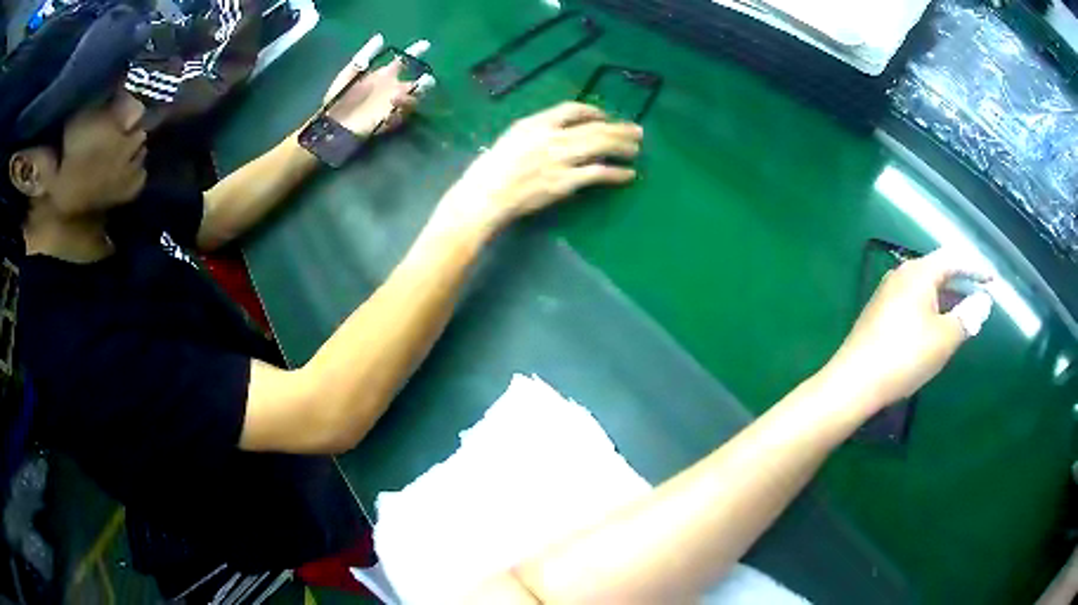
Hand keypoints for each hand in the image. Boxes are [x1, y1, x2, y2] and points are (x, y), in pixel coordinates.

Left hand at [322, 40, 431, 137]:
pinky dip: (401, 109)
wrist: (331, 124)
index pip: (404, 61)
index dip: (415, 52)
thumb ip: (364, 56)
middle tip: (426, 79)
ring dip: (411, 96)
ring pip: (413, 99)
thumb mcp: (348, 74)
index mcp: (383, 75)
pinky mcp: (388, 121)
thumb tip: (380, 37)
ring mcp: (391, 105)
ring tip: (398, 96)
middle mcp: (391, 89)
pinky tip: (393, 105)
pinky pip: (402, 115)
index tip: (425, 45)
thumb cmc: (337, 98)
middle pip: (415, 83)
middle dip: (425, 82)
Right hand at [441, 102, 642, 228]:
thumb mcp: (511, 139)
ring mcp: (559, 159)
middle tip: (636, 131)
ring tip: (636, 149)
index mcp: (535, 123)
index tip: (605, 118)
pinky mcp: (565, 182)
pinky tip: (628, 174)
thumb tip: (562, 133)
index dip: (594, 112)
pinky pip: (598, 174)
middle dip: (619, 129)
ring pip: (600, 147)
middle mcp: (550, 136)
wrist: (484, 195)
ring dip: (622, 147)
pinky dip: (616, 173)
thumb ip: (537, 132)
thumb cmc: (491, 169)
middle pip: (594, 127)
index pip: (572, 109)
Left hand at [824, 249, 994, 409]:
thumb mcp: (944, 338)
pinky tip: (938, 326)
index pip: (953, 258)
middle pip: (939, 270)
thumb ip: (967, 318)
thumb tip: (983, 302)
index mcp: (918, 272)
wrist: (854, 382)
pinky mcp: (880, 313)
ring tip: (965, 313)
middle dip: (963, 281)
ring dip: (948, 297)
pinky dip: (932, 308)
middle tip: (982, 295)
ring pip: (926, 288)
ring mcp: (887, 293)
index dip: (975, 267)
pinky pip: (914, 302)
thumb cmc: (905, 356)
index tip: (993, 279)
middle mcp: (901, 274)